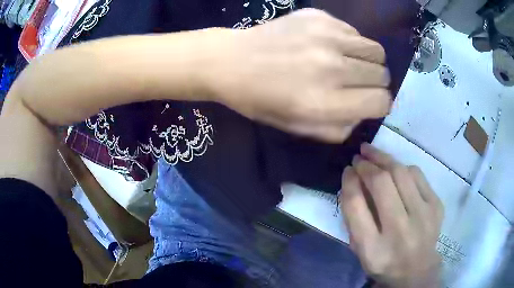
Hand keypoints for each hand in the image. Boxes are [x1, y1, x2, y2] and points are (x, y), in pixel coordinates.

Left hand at [208, 9, 390, 142]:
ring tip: (351, 63)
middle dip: (375, 83)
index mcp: (325, 102)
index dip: (380, 104)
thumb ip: (339, 127)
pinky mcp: (319, 17)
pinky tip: (330, 45)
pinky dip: (351, 42)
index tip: (371, 101)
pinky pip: (355, 32)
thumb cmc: (262, 100)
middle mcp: (331, 67)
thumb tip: (365, 112)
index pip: (381, 102)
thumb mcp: (299, 127)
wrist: (232, 61)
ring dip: (369, 61)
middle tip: (358, 82)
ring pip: (376, 50)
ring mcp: (326, 37)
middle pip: (382, 74)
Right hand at [339, 143, 443, 287]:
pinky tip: (395, 168)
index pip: (356, 206)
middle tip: (358, 157)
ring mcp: (423, 216)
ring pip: (401, 173)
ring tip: (372, 152)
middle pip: (381, 184)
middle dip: (366, 165)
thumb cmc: (384, 261)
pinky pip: (417, 175)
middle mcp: (400, 231)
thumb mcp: (360, 249)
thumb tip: (352, 180)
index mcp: (373, 249)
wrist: (417, 269)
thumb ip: (353, 218)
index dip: (349, 182)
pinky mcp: (436, 205)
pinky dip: (402, 167)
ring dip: (383, 158)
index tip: (347, 170)